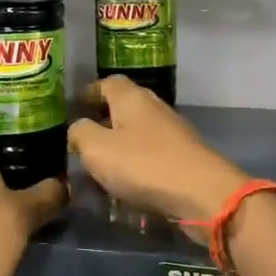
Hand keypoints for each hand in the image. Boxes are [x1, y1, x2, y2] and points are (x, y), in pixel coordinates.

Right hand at [68, 76, 248, 231]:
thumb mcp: (97, 149)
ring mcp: (173, 133)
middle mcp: (154, 108)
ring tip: (99, 170)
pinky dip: (135, 166)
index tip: (74, 107)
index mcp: (132, 98)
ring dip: (119, 148)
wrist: (201, 192)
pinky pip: (151, 156)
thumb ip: (80, 134)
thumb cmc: (143, 164)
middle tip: (82, 143)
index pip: (108, 83)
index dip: (89, 93)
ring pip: (137, 134)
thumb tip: (78, 128)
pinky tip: (125, 186)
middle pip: (124, 108)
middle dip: (103, 123)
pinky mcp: (183, 158)